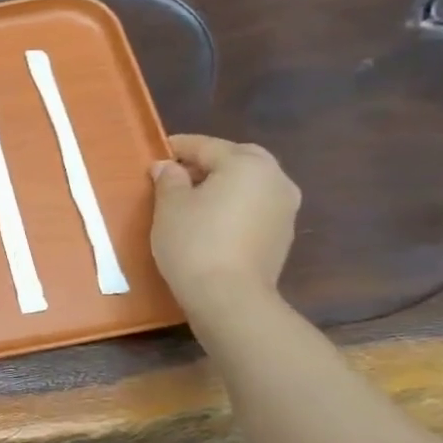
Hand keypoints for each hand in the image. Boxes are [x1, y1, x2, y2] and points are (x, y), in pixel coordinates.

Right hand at [150, 135, 300, 316]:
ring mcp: (285, 207)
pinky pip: (256, 206)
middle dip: (208, 162)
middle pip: (238, 159)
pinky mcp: (284, 234)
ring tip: (194, 198)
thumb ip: (169, 179)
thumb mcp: (169, 206)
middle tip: (179, 173)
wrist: (230, 296)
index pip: (206, 146)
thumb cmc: (194, 242)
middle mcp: (275, 178)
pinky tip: (213, 220)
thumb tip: (167, 167)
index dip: (178, 147)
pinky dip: (236, 204)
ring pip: (251, 182)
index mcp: (246, 164)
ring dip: (225, 183)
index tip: (157, 151)